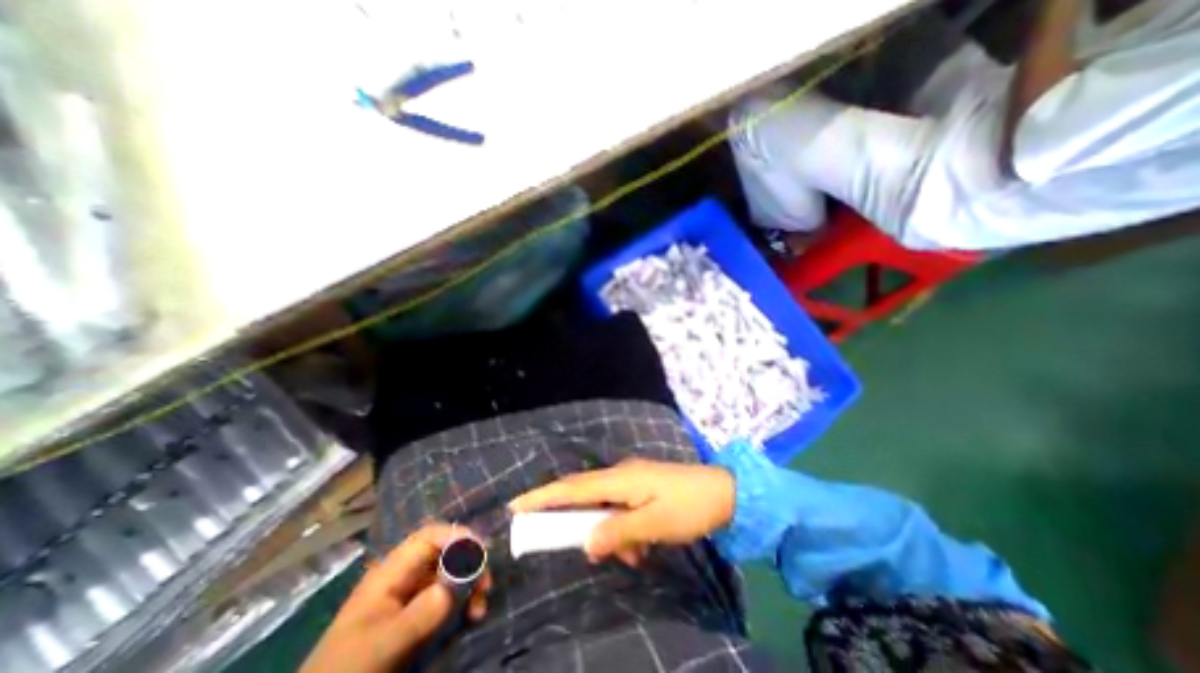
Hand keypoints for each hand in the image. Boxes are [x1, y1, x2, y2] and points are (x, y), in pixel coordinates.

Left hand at [301, 523, 491, 672]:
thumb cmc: (347, 669)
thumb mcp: (381, 645)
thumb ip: (420, 613)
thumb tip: (459, 583)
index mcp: (390, 572)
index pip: (429, 537)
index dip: (457, 536)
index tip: (480, 551)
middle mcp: (403, 577)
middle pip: (444, 552)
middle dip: (469, 563)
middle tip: (485, 584)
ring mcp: (410, 596)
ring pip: (449, 574)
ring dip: (470, 584)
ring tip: (479, 607)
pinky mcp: (415, 615)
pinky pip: (446, 597)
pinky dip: (463, 602)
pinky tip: (471, 615)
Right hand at [505, 461, 731, 563]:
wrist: (724, 492)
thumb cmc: (689, 506)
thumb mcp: (655, 525)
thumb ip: (619, 532)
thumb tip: (587, 543)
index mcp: (620, 479)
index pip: (572, 488)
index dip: (544, 496)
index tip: (517, 505)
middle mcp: (621, 475)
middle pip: (584, 495)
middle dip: (573, 519)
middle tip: (568, 540)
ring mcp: (632, 480)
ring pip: (606, 508)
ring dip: (611, 533)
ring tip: (635, 554)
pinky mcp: (642, 489)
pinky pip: (622, 510)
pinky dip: (625, 530)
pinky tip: (642, 548)